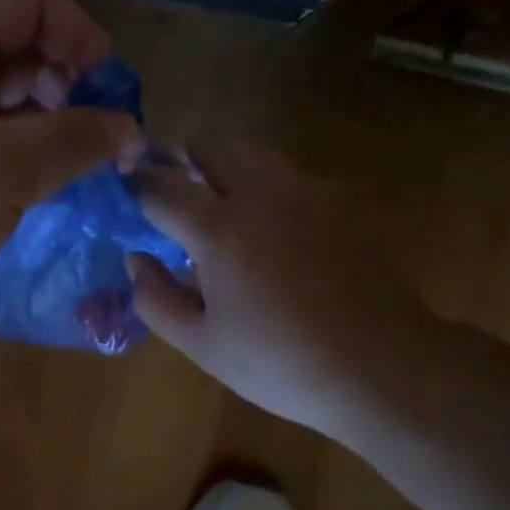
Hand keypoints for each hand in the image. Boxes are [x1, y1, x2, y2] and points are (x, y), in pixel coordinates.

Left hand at [0, 0, 144, 348]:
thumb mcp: (2, 172)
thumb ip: (73, 142)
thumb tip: (128, 128)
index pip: (31, 2)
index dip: (81, 38)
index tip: (111, 97)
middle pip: (15, 52)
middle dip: (66, 92)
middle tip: (94, 149)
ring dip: (39, 135)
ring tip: (68, 180)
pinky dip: (6, 164)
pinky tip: (28, 199)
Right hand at [128, 138, 428, 432]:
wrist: (383, 366)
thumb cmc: (282, 365)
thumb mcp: (203, 345)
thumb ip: (156, 299)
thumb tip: (137, 260)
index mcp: (219, 232)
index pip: (161, 185)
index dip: (135, 184)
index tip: (127, 191)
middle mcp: (262, 194)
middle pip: (210, 143)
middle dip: (183, 159)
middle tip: (176, 195)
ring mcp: (308, 192)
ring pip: (252, 154)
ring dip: (225, 169)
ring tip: (223, 214)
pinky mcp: (341, 201)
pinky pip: (288, 178)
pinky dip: (266, 190)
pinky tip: (275, 235)